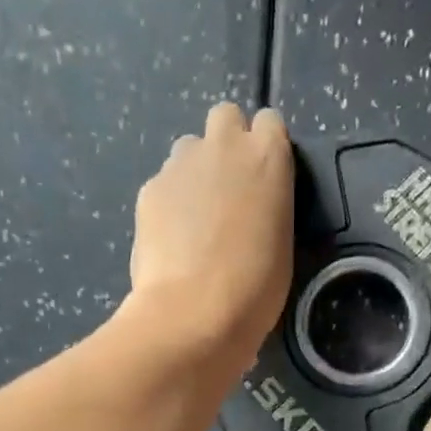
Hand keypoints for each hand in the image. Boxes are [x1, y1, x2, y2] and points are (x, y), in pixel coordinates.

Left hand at [127, 102, 293, 371]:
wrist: (194, 313)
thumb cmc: (255, 289)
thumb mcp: (281, 243)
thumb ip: (267, 206)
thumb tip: (248, 207)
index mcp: (268, 158)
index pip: (269, 122)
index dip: (265, 147)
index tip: (264, 177)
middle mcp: (224, 146)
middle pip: (225, 117)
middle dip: (226, 143)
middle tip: (228, 189)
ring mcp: (181, 164)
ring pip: (188, 149)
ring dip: (195, 172)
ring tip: (195, 219)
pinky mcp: (149, 189)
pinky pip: (163, 184)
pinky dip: (169, 203)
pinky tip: (171, 239)